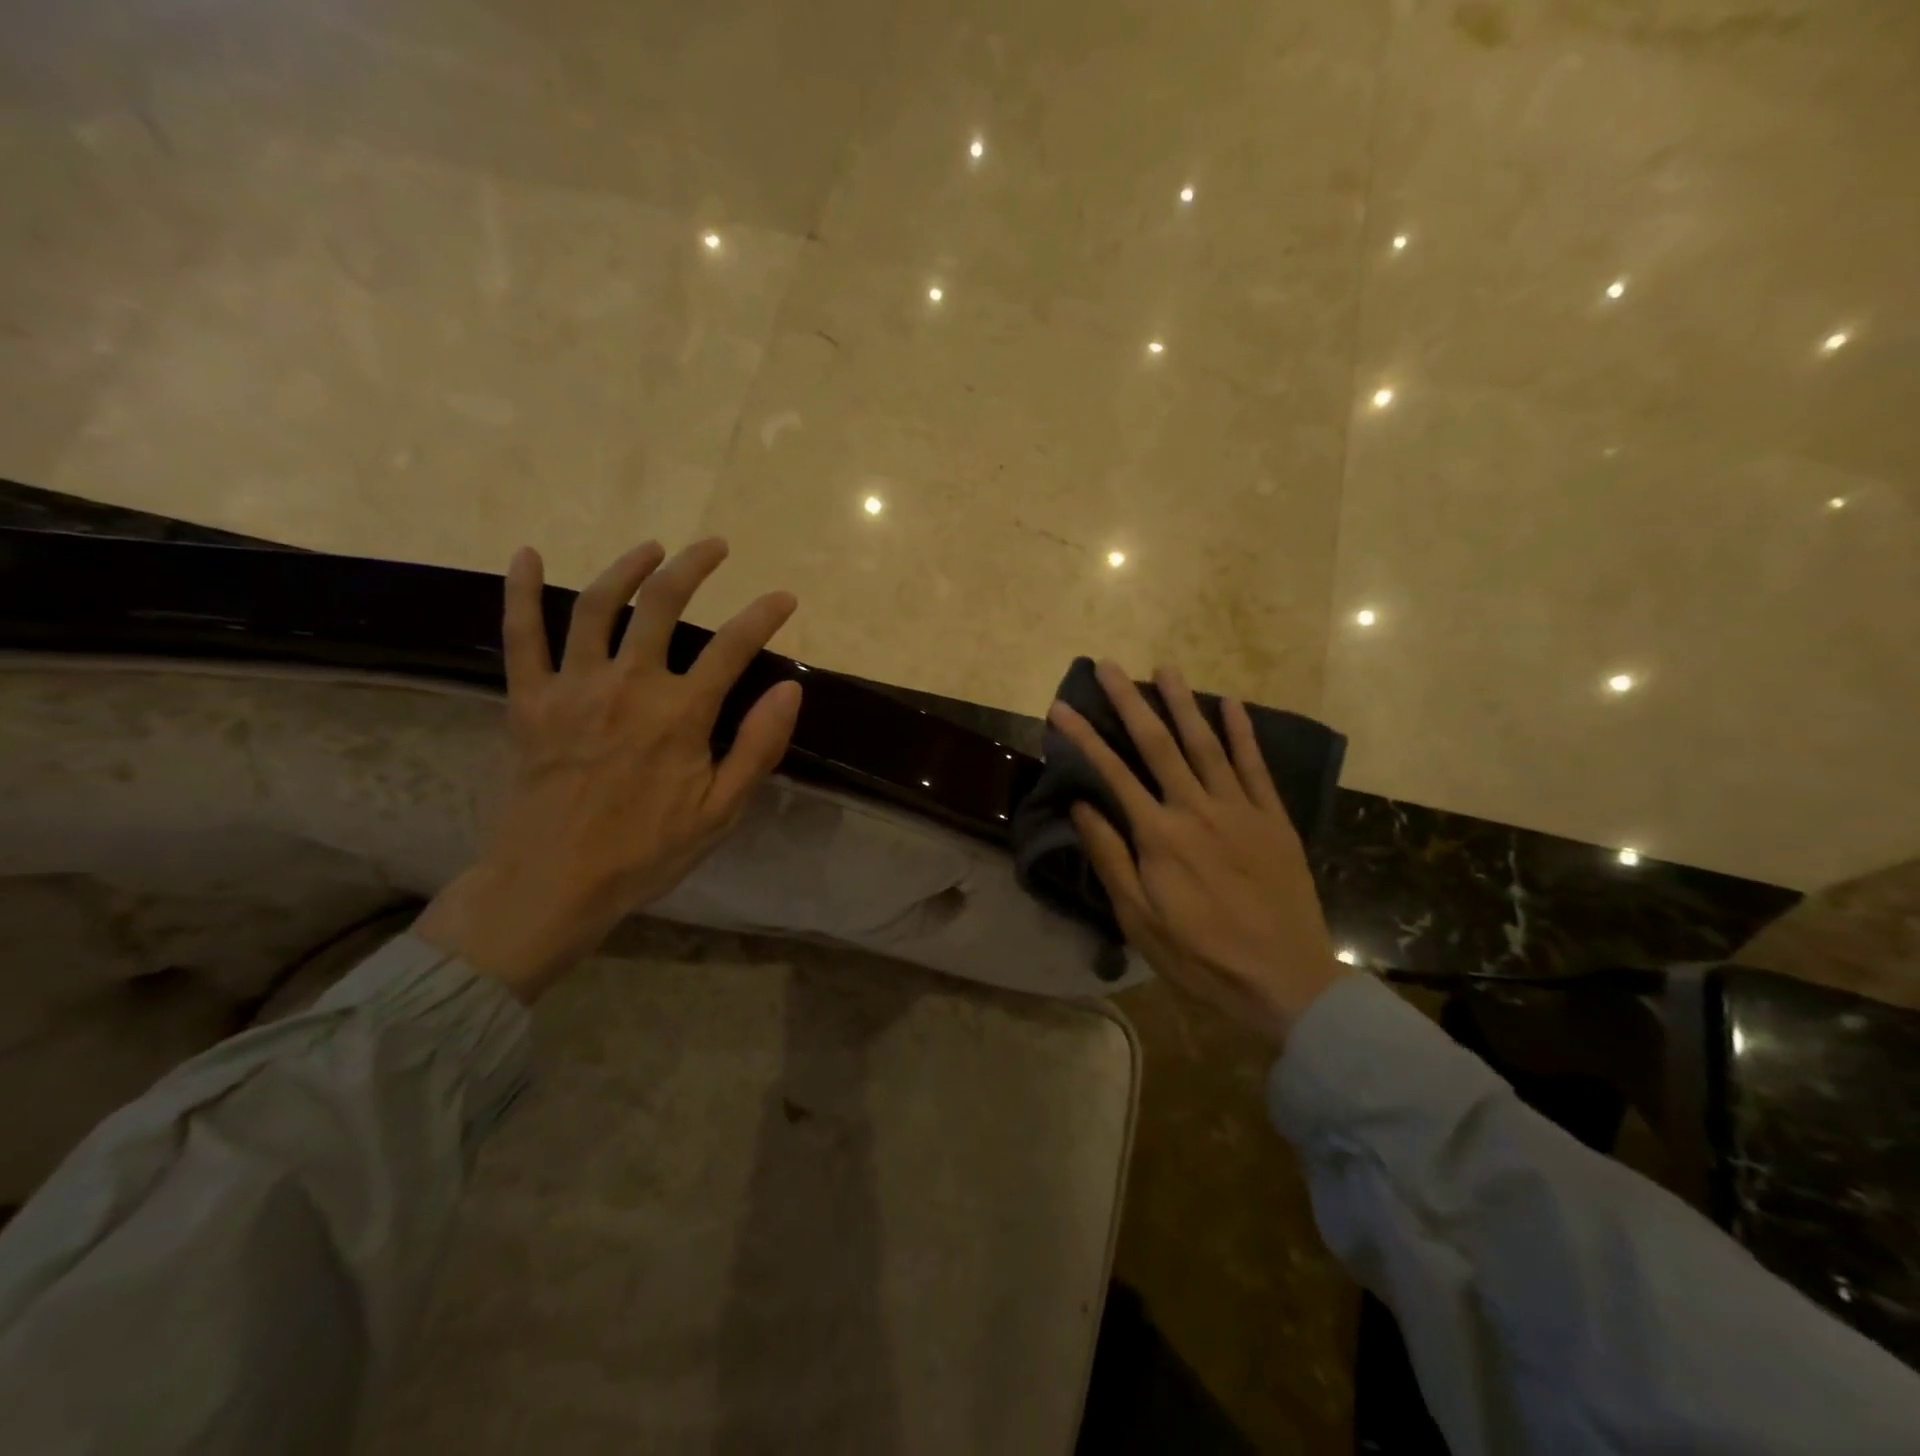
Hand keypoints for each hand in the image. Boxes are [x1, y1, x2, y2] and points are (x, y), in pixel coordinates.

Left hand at [415, 538, 802, 1001]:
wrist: (555, 882)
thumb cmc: (648, 850)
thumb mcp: (721, 810)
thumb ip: (758, 746)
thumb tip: (790, 689)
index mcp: (680, 714)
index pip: (733, 647)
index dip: (763, 615)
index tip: (783, 598)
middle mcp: (629, 685)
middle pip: (663, 605)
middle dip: (694, 567)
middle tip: (715, 546)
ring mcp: (574, 687)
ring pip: (598, 605)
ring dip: (628, 567)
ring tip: (653, 548)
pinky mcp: (530, 699)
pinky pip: (521, 635)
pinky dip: (521, 592)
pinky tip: (528, 555)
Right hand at [1049, 661, 1345, 1047]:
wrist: (1285, 980)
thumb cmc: (1200, 955)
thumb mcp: (1139, 919)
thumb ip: (1110, 857)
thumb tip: (1081, 805)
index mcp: (1159, 835)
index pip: (1112, 772)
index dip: (1084, 736)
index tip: (1061, 707)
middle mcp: (1197, 809)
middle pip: (1158, 744)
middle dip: (1130, 701)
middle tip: (1109, 665)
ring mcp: (1240, 809)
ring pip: (1206, 744)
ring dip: (1183, 703)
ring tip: (1165, 667)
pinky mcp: (1273, 819)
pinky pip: (1255, 767)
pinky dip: (1243, 733)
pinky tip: (1231, 704)